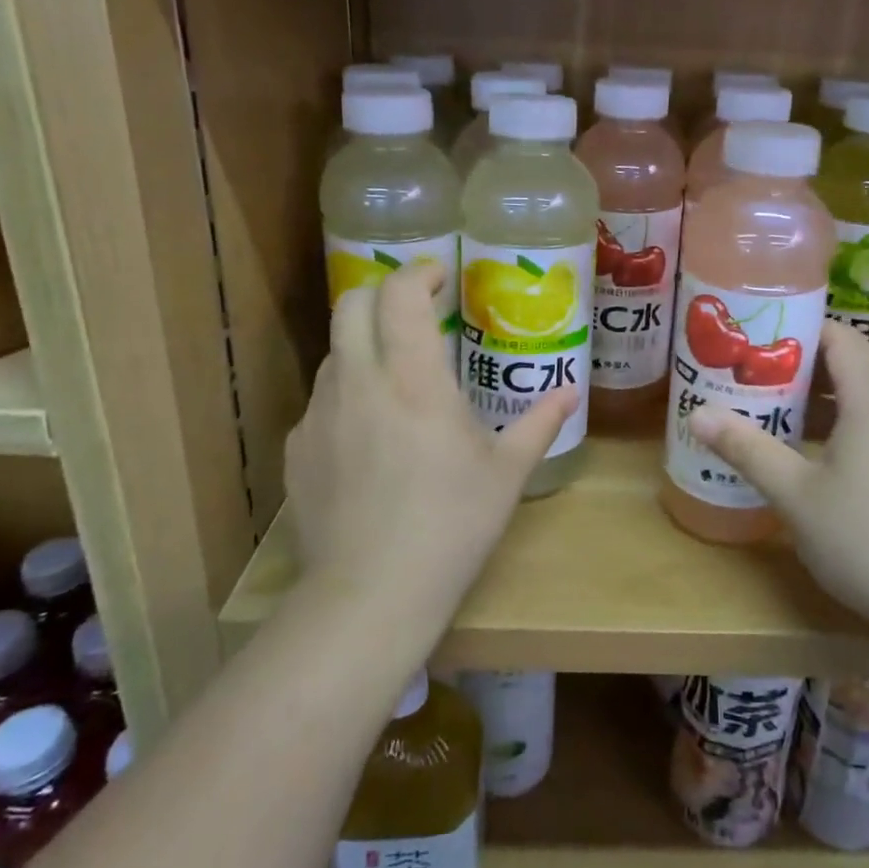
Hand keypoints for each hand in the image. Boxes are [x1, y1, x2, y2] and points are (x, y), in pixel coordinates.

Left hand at [283, 261, 575, 629]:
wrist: (370, 595)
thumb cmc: (451, 525)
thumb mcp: (506, 473)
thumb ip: (540, 423)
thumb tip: (570, 392)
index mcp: (414, 379)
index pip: (401, 294)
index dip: (420, 272)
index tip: (441, 277)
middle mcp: (359, 382)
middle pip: (352, 303)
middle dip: (384, 293)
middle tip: (416, 311)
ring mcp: (320, 414)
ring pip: (334, 351)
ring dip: (365, 344)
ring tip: (397, 377)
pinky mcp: (298, 448)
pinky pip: (322, 400)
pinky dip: (348, 395)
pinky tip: (370, 436)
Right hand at [689, 322, 868, 641]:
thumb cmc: (865, 539)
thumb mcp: (794, 494)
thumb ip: (746, 447)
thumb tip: (696, 413)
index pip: (838, 336)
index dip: (796, 330)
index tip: (755, 341)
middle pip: (852, 363)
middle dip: (802, 367)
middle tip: (754, 378)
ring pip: (868, 397)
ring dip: (824, 399)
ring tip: (777, 414)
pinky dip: (849, 424)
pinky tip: (819, 457)